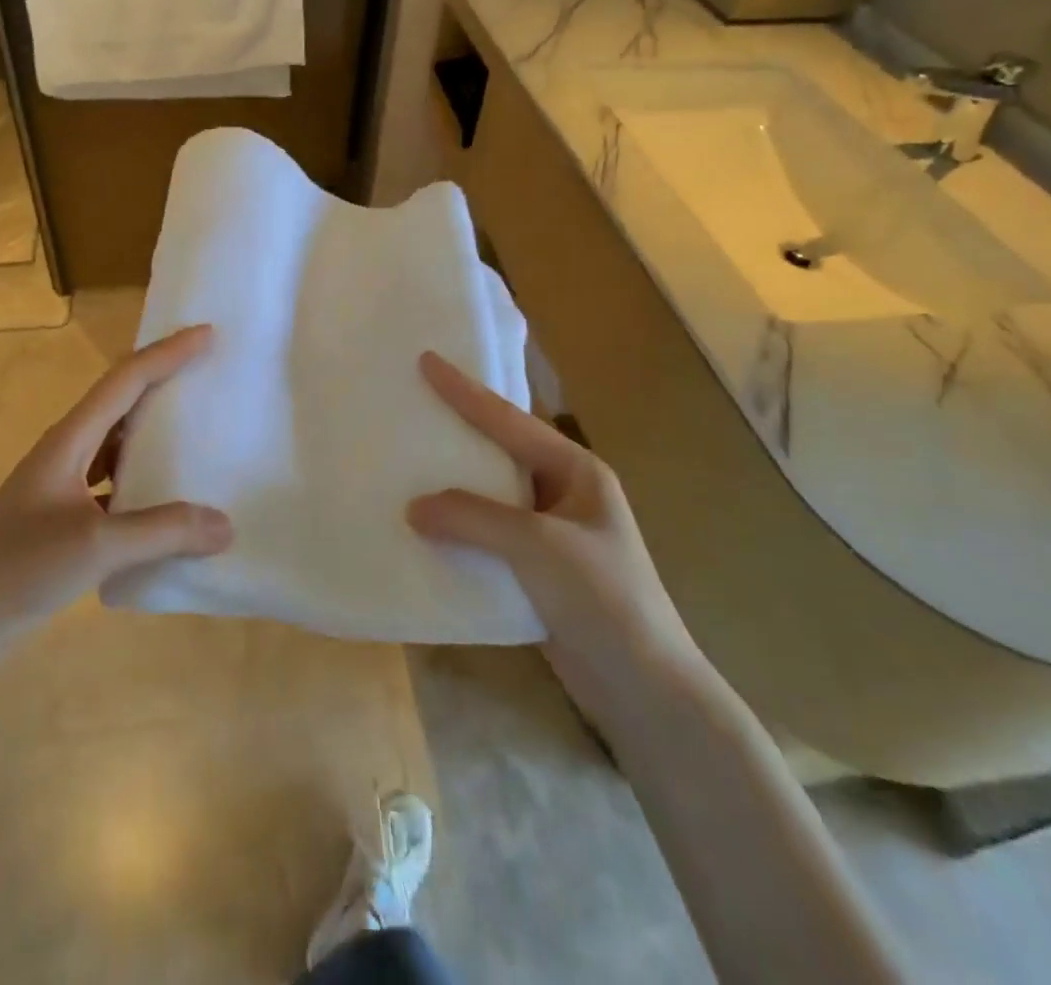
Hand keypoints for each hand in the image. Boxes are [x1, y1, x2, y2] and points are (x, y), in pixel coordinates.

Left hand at [0, 326, 233, 643]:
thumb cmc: (20, 569)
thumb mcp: (96, 546)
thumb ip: (162, 531)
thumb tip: (225, 525)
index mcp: (69, 440)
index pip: (125, 381)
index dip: (166, 354)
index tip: (207, 334)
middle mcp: (66, 449)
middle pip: (121, 400)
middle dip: (162, 378)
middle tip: (207, 369)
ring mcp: (62, 482)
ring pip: (117, 439)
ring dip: (153, 426)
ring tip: (195, 424)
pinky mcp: (64, 513)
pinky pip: (113, 476)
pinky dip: (142, 473)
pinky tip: (165, 493)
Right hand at [407, 352, 698, 709]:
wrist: (644, 690)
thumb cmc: (603, 598)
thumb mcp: (538, 546)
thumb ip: (472, 517)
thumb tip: (412, 507)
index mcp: (575, 471)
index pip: (509, 421)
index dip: (465, 391)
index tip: (426, 359)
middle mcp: (562, 492)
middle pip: (498, 451)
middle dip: (457, 430)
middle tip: (412, 404)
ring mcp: (549, 532)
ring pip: (488, 495)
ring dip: (452, 484)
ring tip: (406, 462)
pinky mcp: (535, 570)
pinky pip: (486, 535)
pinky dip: (456, 528)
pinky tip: (423, 526)